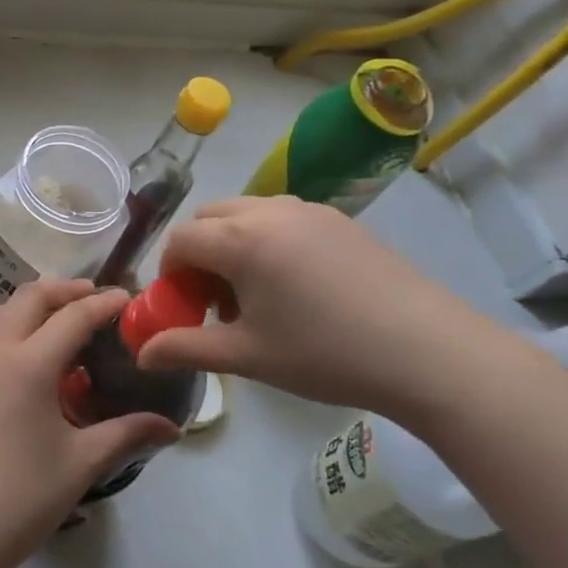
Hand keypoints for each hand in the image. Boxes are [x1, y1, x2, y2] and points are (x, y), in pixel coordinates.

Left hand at [0, 280, 179, 567]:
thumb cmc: (23, 497)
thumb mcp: (82, 462)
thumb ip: (127, 433)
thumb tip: (171, 427)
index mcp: (29, 364)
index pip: (73, 316)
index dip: (102, 303)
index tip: (124, 297)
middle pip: (28, 298)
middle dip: (62, 291)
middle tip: (88, 298)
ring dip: (25, 309)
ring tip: (48, 324)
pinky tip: (5, 362)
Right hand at [137, 196, 523, 419]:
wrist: (425, 351)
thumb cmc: (324, 354)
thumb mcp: (247, 356)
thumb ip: (186, 349)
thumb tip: (142, 354)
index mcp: (241, 239)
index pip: (181, 240)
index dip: (171, 274)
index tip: (185, 309)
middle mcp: (270, 210)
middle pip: (210, 218)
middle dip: (199, 253)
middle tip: (215, 301)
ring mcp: (310, 210)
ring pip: (247, 212)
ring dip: (233, 244)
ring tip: (256, 295)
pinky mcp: (341, 220)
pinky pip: (283, 217)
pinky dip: (267, 240)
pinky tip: (295, 286)